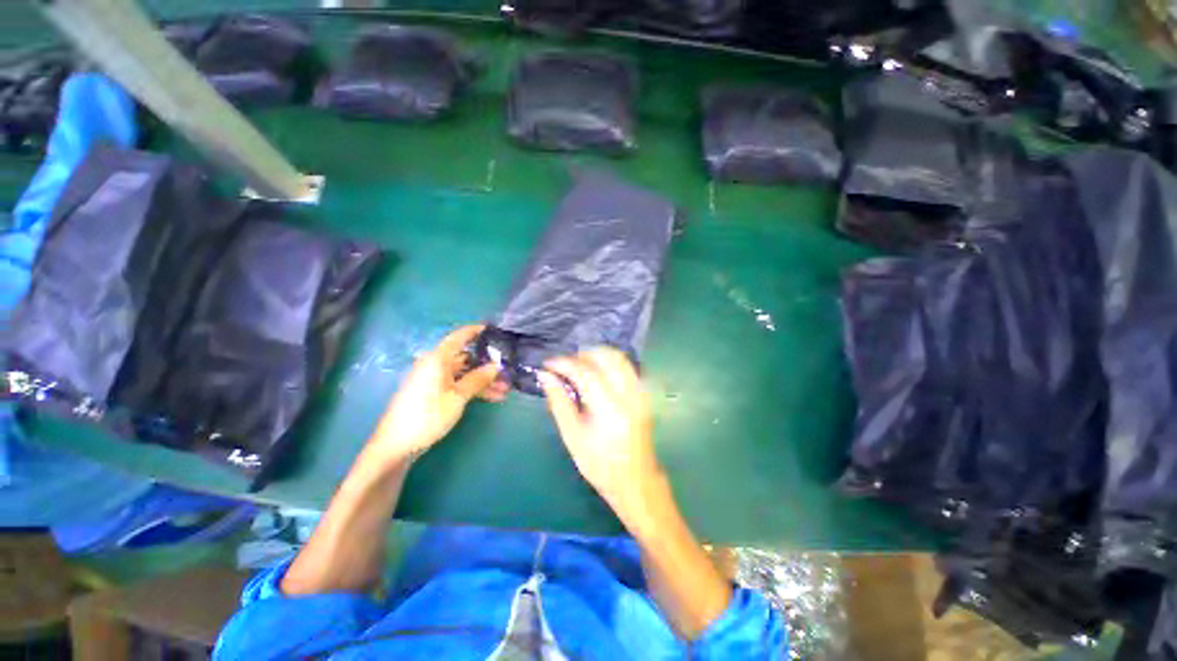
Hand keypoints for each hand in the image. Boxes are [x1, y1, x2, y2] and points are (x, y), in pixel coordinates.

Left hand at [369, 325, 507, 463]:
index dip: (476, 331)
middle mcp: (435, 365)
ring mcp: (434, 380)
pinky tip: (493, 397)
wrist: (396, 445)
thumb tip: (496, 366)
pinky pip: (458, 385)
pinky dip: (474, 389)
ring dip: (484, 380)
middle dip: (487, 364)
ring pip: (464, 374)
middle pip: (465, 358)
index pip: (459, 337)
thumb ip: (478, 379)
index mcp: (437, 359)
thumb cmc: (427, 415)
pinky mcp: (433, 393)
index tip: (494, 329)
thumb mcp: (457, 397)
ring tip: (505, 389)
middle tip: (508, 369)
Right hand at [540, 348, 661, 515]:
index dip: (565, 363)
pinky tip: (597, 373)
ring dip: (597, 356)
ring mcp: (641, 393)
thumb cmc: (599, 464)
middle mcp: (629, 395)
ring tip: (578, 366)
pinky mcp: (644, 394)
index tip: (548, 364)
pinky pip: (627, 366)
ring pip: (619, 358)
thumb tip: (545, 376)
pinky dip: (609, 362)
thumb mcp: (572, 436)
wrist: (635, 480)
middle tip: (564, 365)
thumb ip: (559, 402)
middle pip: (606, 357)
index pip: (586, 373)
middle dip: (582, 355)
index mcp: (610, 410)